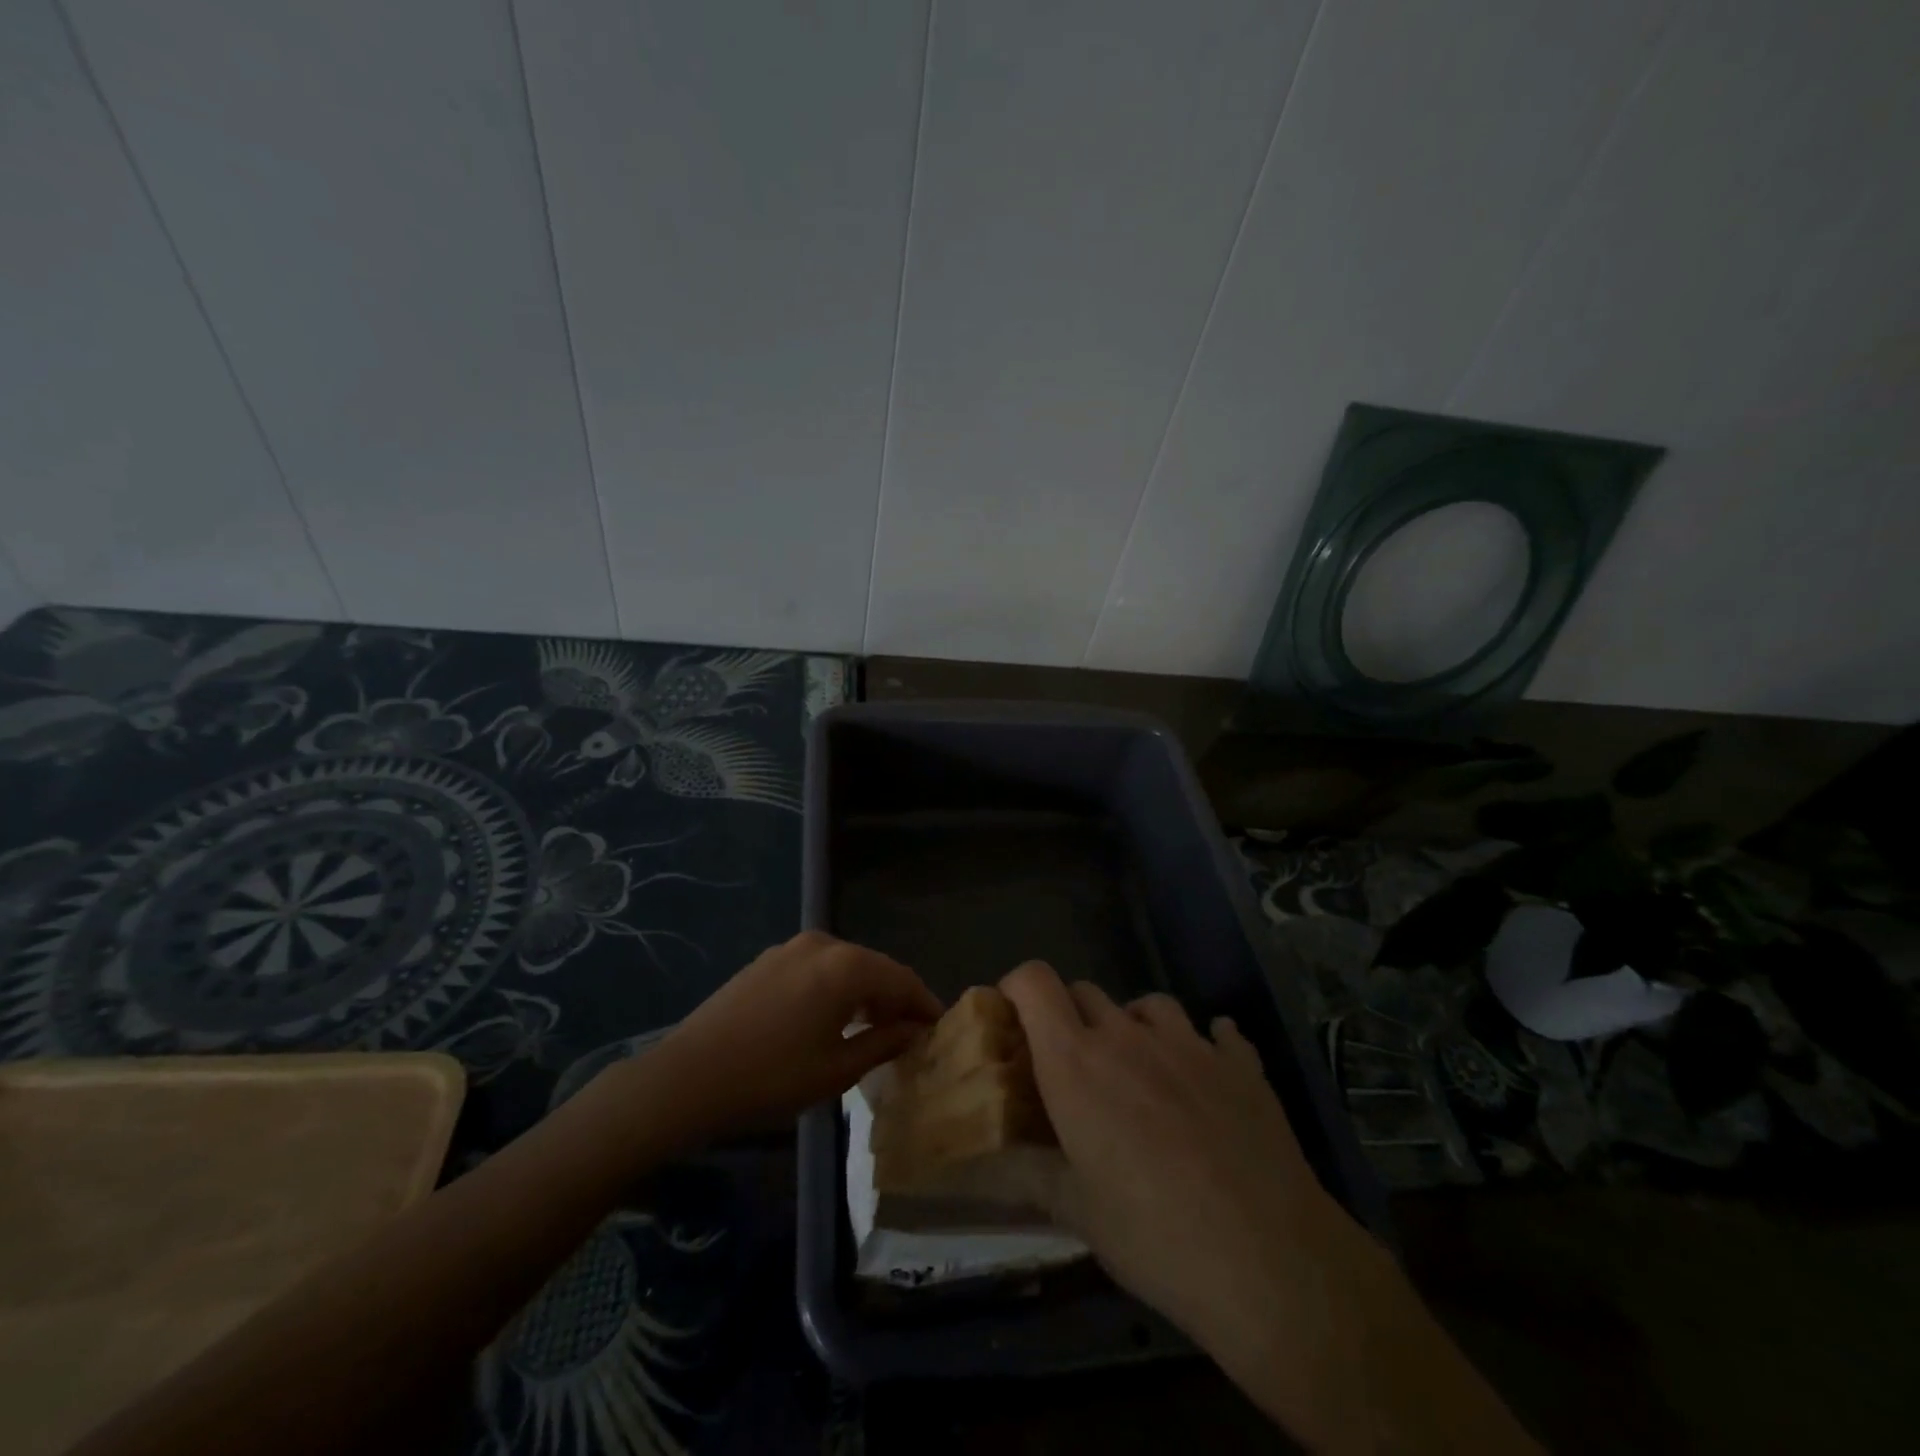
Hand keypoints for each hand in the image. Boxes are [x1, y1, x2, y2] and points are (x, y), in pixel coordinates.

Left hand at [647, 932, 941, 1141]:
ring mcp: (791, 948)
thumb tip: (914, 1031)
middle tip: (910, 1033)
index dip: (924, 1004)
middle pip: (875, 967)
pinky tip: (835, 1017)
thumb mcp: (836, 1069)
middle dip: (896, 998)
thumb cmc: (770, 1078)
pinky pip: (818, 968)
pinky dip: (837, 988)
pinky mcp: (768, 960)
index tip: (939, 1029)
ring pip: (846, 966)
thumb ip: (883, 1043)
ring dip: (866, 993)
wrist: (687, 1077)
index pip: (902, 979)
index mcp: (846, 966)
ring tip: (876, 1028)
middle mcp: (823, 944)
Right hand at [999, 962, 1386, 1442]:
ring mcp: (1190, 1043)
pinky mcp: (1240, 1064)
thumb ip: (1024, 1174)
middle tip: (1074, 1067)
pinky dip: (1206, 1044)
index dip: (1016, 987)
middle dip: (1070, 1017)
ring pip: (1149, 1004)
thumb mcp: (1076, 1212)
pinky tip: (1208, 1076)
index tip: (1013, 1018)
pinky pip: (1218, 1032)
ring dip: (1134, 1025)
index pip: (1034, 982)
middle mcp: (1128, 1036)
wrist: (1271, 1261)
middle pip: (1085, 991)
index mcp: (1077, 1061)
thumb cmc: (1154, 1235)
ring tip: (1140, 1071)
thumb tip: (977, 1167)